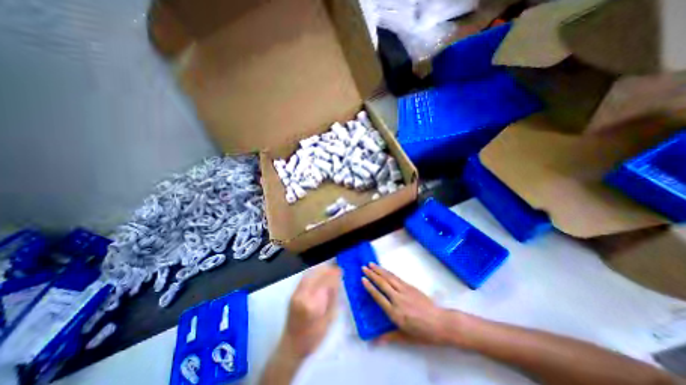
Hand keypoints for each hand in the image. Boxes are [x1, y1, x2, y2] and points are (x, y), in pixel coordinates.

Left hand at [280, 263, 340, 359]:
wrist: (292, 345)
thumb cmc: (314, 337)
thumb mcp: (329, 319)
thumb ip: (332, 299)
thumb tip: (337, 282)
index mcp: (314, 305)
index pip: (326, 283)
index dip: (334, 275)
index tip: (341, 271)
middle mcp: (303, 296)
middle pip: (317, 275)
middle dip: (328, 270)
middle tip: (337, 269)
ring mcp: (296, 293)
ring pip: (310, 273)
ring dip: (321, 269)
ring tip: (329, 269)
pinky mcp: (293, 292)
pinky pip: (305, 277)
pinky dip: (313, 272)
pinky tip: (319, 273)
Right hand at [360, 263, 456, 344]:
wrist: (441, 323)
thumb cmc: (423, 333)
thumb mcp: (405, 338)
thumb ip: (389, 337)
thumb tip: (374, 342)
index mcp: (395, 313)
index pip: (379, 297)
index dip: (370, 287)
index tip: (363, 279)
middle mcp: (398, 299)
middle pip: (382, 284)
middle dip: (372, 275)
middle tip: (363, 268)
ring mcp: (405, 291)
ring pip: (389, 278)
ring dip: (379, 270)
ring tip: (371, 264)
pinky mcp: (411, 287)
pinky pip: (397, 278)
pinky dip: (388, 272)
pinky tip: (384, 270)